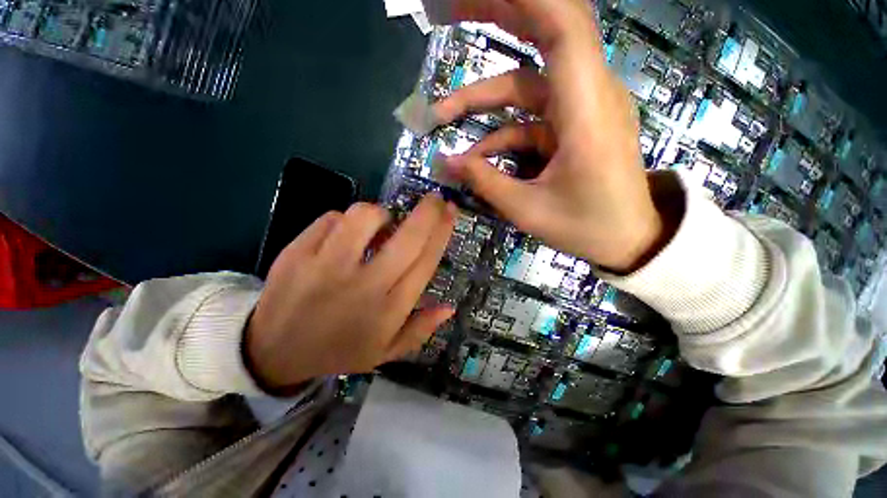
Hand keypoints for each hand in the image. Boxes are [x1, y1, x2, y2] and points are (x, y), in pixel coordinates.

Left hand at [245, 195, 456, 391]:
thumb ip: (420, 330)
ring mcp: (326, 267)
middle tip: (435, 198)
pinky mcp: (297, 253)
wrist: (274, 351)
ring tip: (379, 225)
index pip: (425, 261)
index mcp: (388, 309)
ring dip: (380, 214)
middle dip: (427, 211)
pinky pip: (330, 218)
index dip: (442, 232)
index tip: (450, 211)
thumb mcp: (386, 352)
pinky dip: (344, 221)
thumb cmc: (339, 350)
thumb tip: (449, 307)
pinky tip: (343, 236)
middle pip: (406, 238)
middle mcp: (363, 285)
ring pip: (364, 216)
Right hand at [435, 0, 669, 272]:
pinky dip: (500, 132)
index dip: (523, 2)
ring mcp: (580, 110)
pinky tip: (476, 156)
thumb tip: (445, 162)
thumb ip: (484, 182)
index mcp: (586, 111)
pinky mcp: (572, 127)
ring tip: (441, 115)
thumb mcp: (528, 210)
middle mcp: (588, 96)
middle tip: (448, 12)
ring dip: (483, 97)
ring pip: (526, 85)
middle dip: (497, 18)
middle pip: (545, 34)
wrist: (628, 238)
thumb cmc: (586, 227)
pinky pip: (529, 119)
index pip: (563, 27)